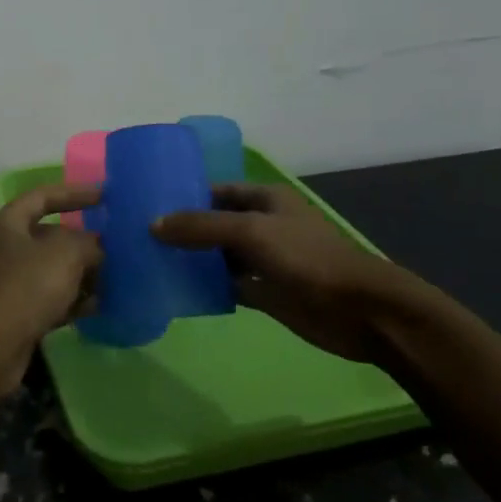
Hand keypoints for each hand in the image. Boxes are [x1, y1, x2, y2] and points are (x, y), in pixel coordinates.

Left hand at [0, 183, 101, 404]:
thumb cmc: (26, 285)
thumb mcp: (65, 253)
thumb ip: (88, 243)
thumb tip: (99, 248)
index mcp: (10, 222)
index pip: (44, 196)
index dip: (74, 193)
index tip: (105, 195)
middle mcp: (9, 247)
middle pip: (53, 236)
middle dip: (85, 240)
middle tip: (119, 243)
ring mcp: (15, 282)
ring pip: (57, 270)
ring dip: (85, 273)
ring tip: (119, 275)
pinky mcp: (23, 313)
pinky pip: (56, 299)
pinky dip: (77, 301)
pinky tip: (102, 305)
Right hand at [153, 183, 432, 363]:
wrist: (359, 310)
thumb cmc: (307, 258)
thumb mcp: (251, 232)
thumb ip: (202, 227)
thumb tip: (153, 224)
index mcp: (265, 199)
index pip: (217, 191)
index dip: (186, 195)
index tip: (148, 205)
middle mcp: (263, 225)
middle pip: (216, 223)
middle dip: (184, 230)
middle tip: (141, 237)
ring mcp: (265, 260)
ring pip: (220, 256)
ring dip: (194, 260)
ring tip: (152, 263)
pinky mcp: (267, 292)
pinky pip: (230, 285)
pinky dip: (209, 287)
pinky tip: (179, 291)